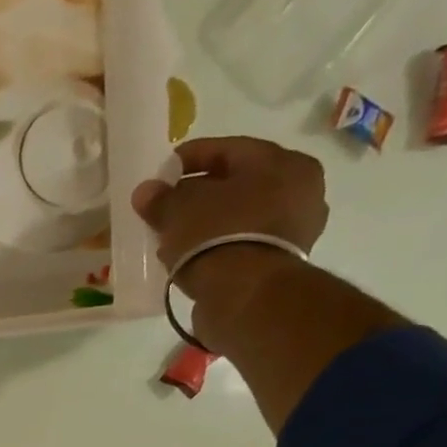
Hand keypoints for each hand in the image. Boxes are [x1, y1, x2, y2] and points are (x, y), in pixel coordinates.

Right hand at [129, 136, 328, 319]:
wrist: (246, 296)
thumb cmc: (218, 236)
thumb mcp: (180, 210)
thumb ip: (161, 197)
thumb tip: (146, 191)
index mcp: (283, 162)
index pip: (229, 150)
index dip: (189, 159)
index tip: (161, 173)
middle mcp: (300, 191)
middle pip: (237, 185)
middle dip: (199, 194)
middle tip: (166, 207)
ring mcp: (295, 230)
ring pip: (240, 216)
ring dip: (207, 223)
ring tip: (174, 235)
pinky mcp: (280, 264)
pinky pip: (242, 244)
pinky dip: (217, 246)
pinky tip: (190, 256)